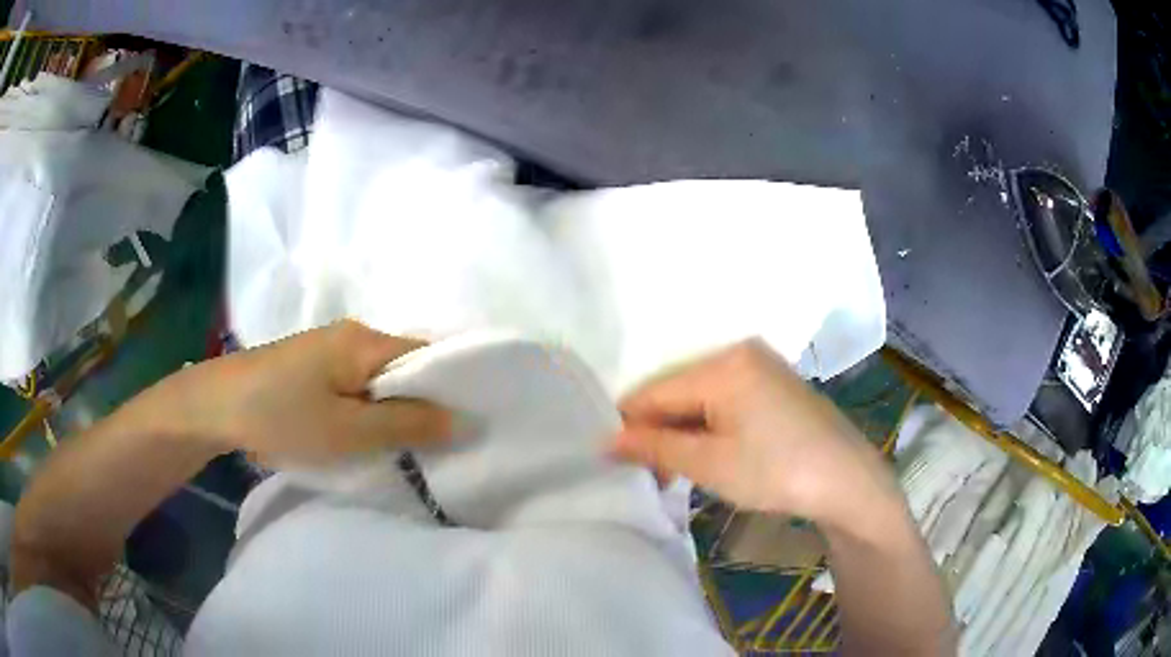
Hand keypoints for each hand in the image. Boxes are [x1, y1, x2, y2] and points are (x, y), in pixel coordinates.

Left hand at [155, 320, 450, 464]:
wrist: (216, 406)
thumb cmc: (283, 416)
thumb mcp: (348, 430)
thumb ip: (406, 424)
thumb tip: (463, 420)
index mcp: (365, 341)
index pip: (428, 356)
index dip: (451, 389)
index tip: (467, 428)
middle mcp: (352, 336)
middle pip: (404, 367)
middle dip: (422, 405)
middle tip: (439, 447)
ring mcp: (329, 349)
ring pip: (379, 379)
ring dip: (394, 410)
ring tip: (408, 448)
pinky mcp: (313, 367)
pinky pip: (356, 384)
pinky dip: (369, 409)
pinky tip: (367, 434)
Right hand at [612, 340, 900, 524]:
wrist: (847, 481)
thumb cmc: (776, 472)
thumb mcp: (709, 464)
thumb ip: (655, 447)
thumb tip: (606, 441)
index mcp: (722, 364)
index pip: (654, 390)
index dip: (629, 425)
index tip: (616, 460)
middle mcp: (739, 352)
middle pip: (677, 389)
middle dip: (658, 430)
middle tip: (652, 473)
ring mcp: (760, 365)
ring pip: (700, 396)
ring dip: (683, 431)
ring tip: (677, 472)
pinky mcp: (773, 382)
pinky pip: (724, 398)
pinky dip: (709, 425)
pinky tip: (708, 454)